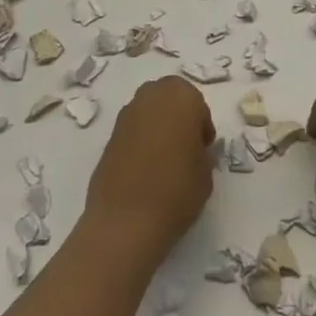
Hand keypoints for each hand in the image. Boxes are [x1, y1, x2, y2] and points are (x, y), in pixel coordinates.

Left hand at [83, 76, 216, 255]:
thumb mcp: (206, 172)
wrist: (125, 220)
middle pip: (169, 98)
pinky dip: (140, 140)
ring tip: (164, 160)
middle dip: (178, 117)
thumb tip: (194, 150)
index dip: (201, 127)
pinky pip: (133, 130)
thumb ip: (203, 153)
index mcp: (180, 96)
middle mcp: (151, 96)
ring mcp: (126, 114)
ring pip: (149, 111)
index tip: (203, 151)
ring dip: (157, 126)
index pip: (198, 105)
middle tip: (184, 148)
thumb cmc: (176, 190)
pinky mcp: (109, 135)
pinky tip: (145, 169)